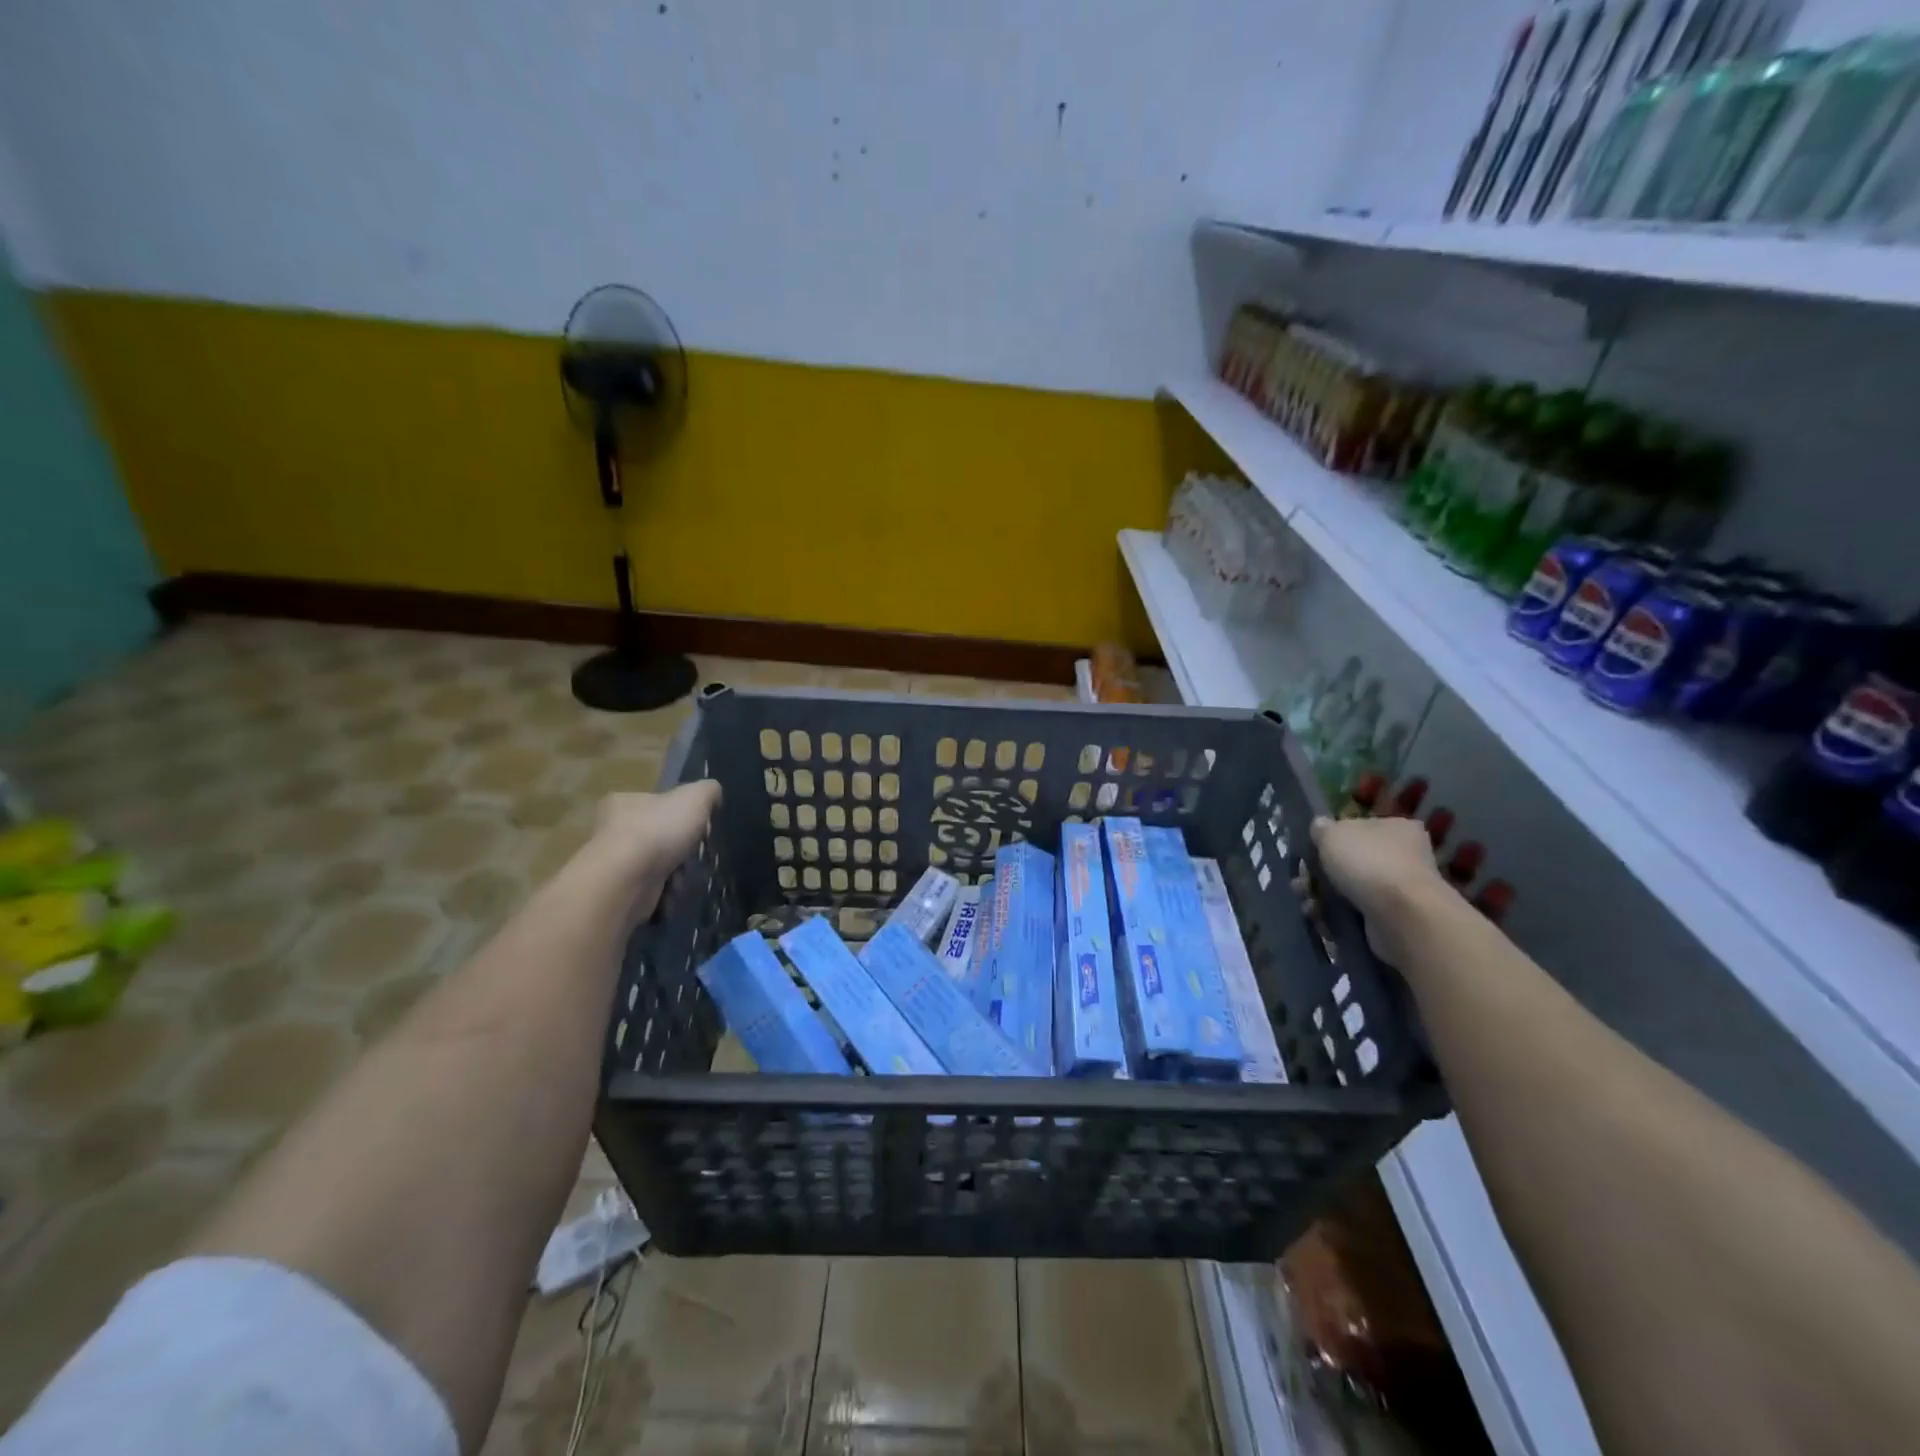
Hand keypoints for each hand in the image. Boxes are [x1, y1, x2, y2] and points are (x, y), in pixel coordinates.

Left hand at [582, 782, 721, 920]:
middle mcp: (613, 830)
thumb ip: (707, 791)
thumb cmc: (658, 830)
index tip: (698, 828)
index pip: (657, 804)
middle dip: (682, 849)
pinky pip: (651, 891)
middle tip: (696, 855)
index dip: (682, 815)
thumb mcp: (694, 797)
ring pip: (658, 866)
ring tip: (684, 878)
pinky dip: (666, 894)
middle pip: (660, 837)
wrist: (627, 880)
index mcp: (624, 802)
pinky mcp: (618, 892)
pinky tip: (673, 893)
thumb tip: (713, 795)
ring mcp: (613, 863)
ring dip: (677, 874)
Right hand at [1309, 814, 1448, 966]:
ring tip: (1307, 901)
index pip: (1360, 828)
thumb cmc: (1368, 863)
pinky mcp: (1391, 919)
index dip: (1332, 839)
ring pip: (1348, 889)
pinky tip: (1318, 917)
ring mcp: (1398, 890)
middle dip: (1319, 873)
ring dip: (1321, 895)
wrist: (1402, 915)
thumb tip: (1319, 827)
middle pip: (1350, 861)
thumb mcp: (1332, 834)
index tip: (1311, 851)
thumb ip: (1321, 829)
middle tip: (1301, 880)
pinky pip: (1354, 913)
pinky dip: (1333, 915)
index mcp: (1396, 828)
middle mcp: (1403, 857)